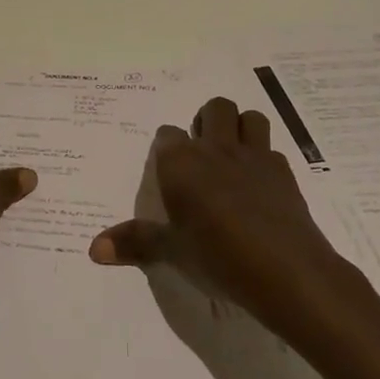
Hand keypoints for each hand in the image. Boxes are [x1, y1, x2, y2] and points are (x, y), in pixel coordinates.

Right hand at [88, 96, 354, 333]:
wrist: (285, 270)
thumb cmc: (217, 256)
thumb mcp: (171, 251)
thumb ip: (134, 242)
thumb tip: (93, 249)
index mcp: (181, 162)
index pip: (167, 134)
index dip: (168, 147)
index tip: (168, 166)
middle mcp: (216, 148)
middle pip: (214, 108)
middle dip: (207, 120)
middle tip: (202, 151)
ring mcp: (255, 156)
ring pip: (250, 118)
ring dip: (241, 127)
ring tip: (233, 155)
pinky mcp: (284, 172)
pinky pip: (272, 150)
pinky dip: (264, 159)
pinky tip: (260, 184)